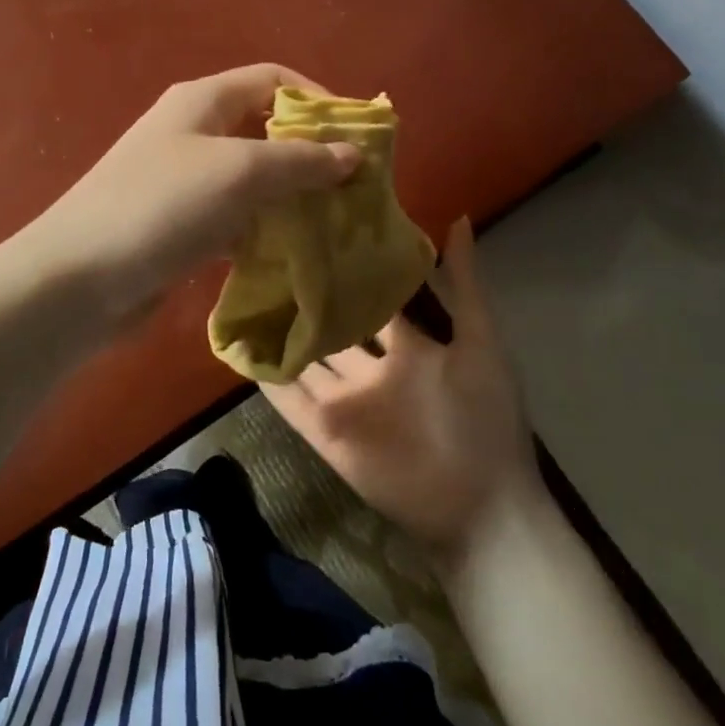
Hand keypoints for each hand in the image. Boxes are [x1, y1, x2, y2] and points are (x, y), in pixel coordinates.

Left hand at [26, 64, 361, 323]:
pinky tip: (287, 255)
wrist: (78, 279)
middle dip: (310, 155)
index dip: (317, 99)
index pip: (273, 79)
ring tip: (332, 225)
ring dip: (289, 198)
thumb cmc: (162, 206)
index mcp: (203, 102)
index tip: (355, 137)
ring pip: (251, 179)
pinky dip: (261, 231)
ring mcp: (182, 182)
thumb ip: (300, 161)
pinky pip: (232, 219)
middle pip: (264, 130)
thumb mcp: (240, 172)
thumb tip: (351, 154)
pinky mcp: (178, 226)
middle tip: (352, 189)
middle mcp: (192, 133)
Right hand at [264, 217, 548, 564]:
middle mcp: (369, 367)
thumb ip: (465, 284)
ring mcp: (345, 399)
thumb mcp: (482, 343)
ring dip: (279, 332)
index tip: (317, 230)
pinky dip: (265, 377)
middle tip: (269, 253)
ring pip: (304, 357)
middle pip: (332, 325)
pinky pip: (289, 399)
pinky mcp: (324, 431)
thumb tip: (457, 217)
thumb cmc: (486, 418)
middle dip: (307, 295)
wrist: (481, 508)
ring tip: (242, 290)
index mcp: (406, 344)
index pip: (369, 298)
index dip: (347, 269)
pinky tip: (238, 346)